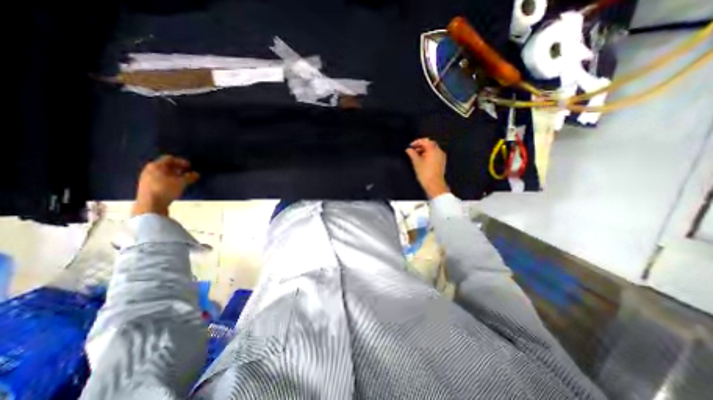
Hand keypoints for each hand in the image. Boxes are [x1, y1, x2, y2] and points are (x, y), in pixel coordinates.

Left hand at [131, 155, 198, 216]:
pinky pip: (159, 179)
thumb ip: (190, 177)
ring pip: (162, 173)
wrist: (150, 205)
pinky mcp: (147, 186)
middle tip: (187, 172)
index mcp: (156, 166)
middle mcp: (149, 170)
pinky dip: (168, 180)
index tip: (190, 166)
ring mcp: (146, 178)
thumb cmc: (165, 190)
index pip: (169, 158)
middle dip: (177, 168)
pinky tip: (175, 185)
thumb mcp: (181, 183)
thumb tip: (196, 174)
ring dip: (173, 174)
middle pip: (165, 165)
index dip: (181, 161)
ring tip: (183, 179)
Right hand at [404, 138, 446, 198]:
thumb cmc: (425, 173)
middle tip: (413, 150)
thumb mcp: (416, 162)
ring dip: (424, 150)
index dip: (416, 142)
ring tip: (416, 156)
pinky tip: (422, 160)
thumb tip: (408, 149)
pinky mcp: (441, 162)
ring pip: (432, 149)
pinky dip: (428, 154)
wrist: (434, 184)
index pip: (425, 141)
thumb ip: (412, 154)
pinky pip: (434, 154)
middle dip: (421, 146)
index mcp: (433, 149)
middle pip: (429, 144)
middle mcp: (439, 151)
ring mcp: (441, 157)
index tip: (410, 146)